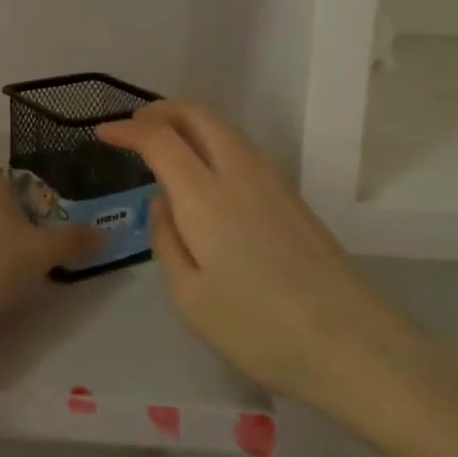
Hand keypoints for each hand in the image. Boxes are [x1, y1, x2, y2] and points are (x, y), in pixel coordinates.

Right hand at [99, 102, 441, 436]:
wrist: (354, 346)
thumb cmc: (259, 327)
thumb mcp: (189, 297)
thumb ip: (166, 240)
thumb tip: (163, 204)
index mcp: (205, 195)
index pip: (159, 139)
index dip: (128, 130)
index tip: (103, 133)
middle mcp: (239, 173)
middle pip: (198, 115)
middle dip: (161, 110)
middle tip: (134, 126)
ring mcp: (272, 182)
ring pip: (224, 128)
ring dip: (189, 122)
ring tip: (165, 143)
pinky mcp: (293, 199)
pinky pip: (242, 149)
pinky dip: (213, 141)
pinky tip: (205, 172)